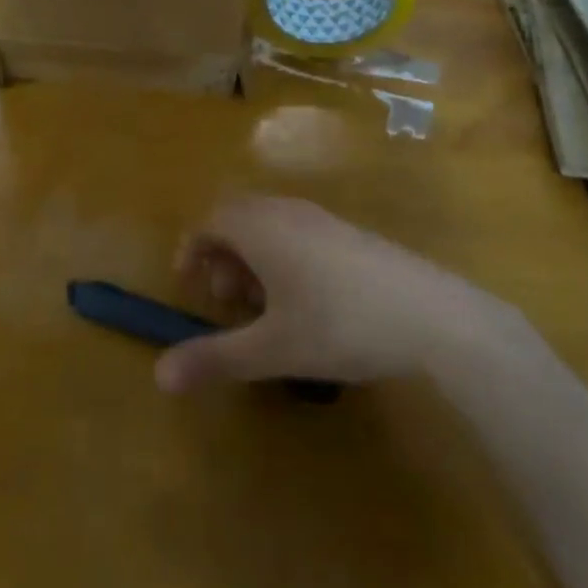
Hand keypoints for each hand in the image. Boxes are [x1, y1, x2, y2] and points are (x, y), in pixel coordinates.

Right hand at [154, 197, 498, 392]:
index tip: (188, 286)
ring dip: (254, 258)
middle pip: (239, 217)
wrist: (428, 313)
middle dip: (223, 255)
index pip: (211, 219)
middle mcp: (288, 212)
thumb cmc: (339, 324)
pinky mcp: (350, 234)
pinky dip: (284, 257)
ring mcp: (323, 219)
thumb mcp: (272, 350)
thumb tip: (159, 375)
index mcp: (261, 227)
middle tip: (228, 301)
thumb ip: (215, 358)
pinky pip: (299, 232)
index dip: (192, 248)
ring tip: (265, 308)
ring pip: (271, 225)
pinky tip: (306, 303)